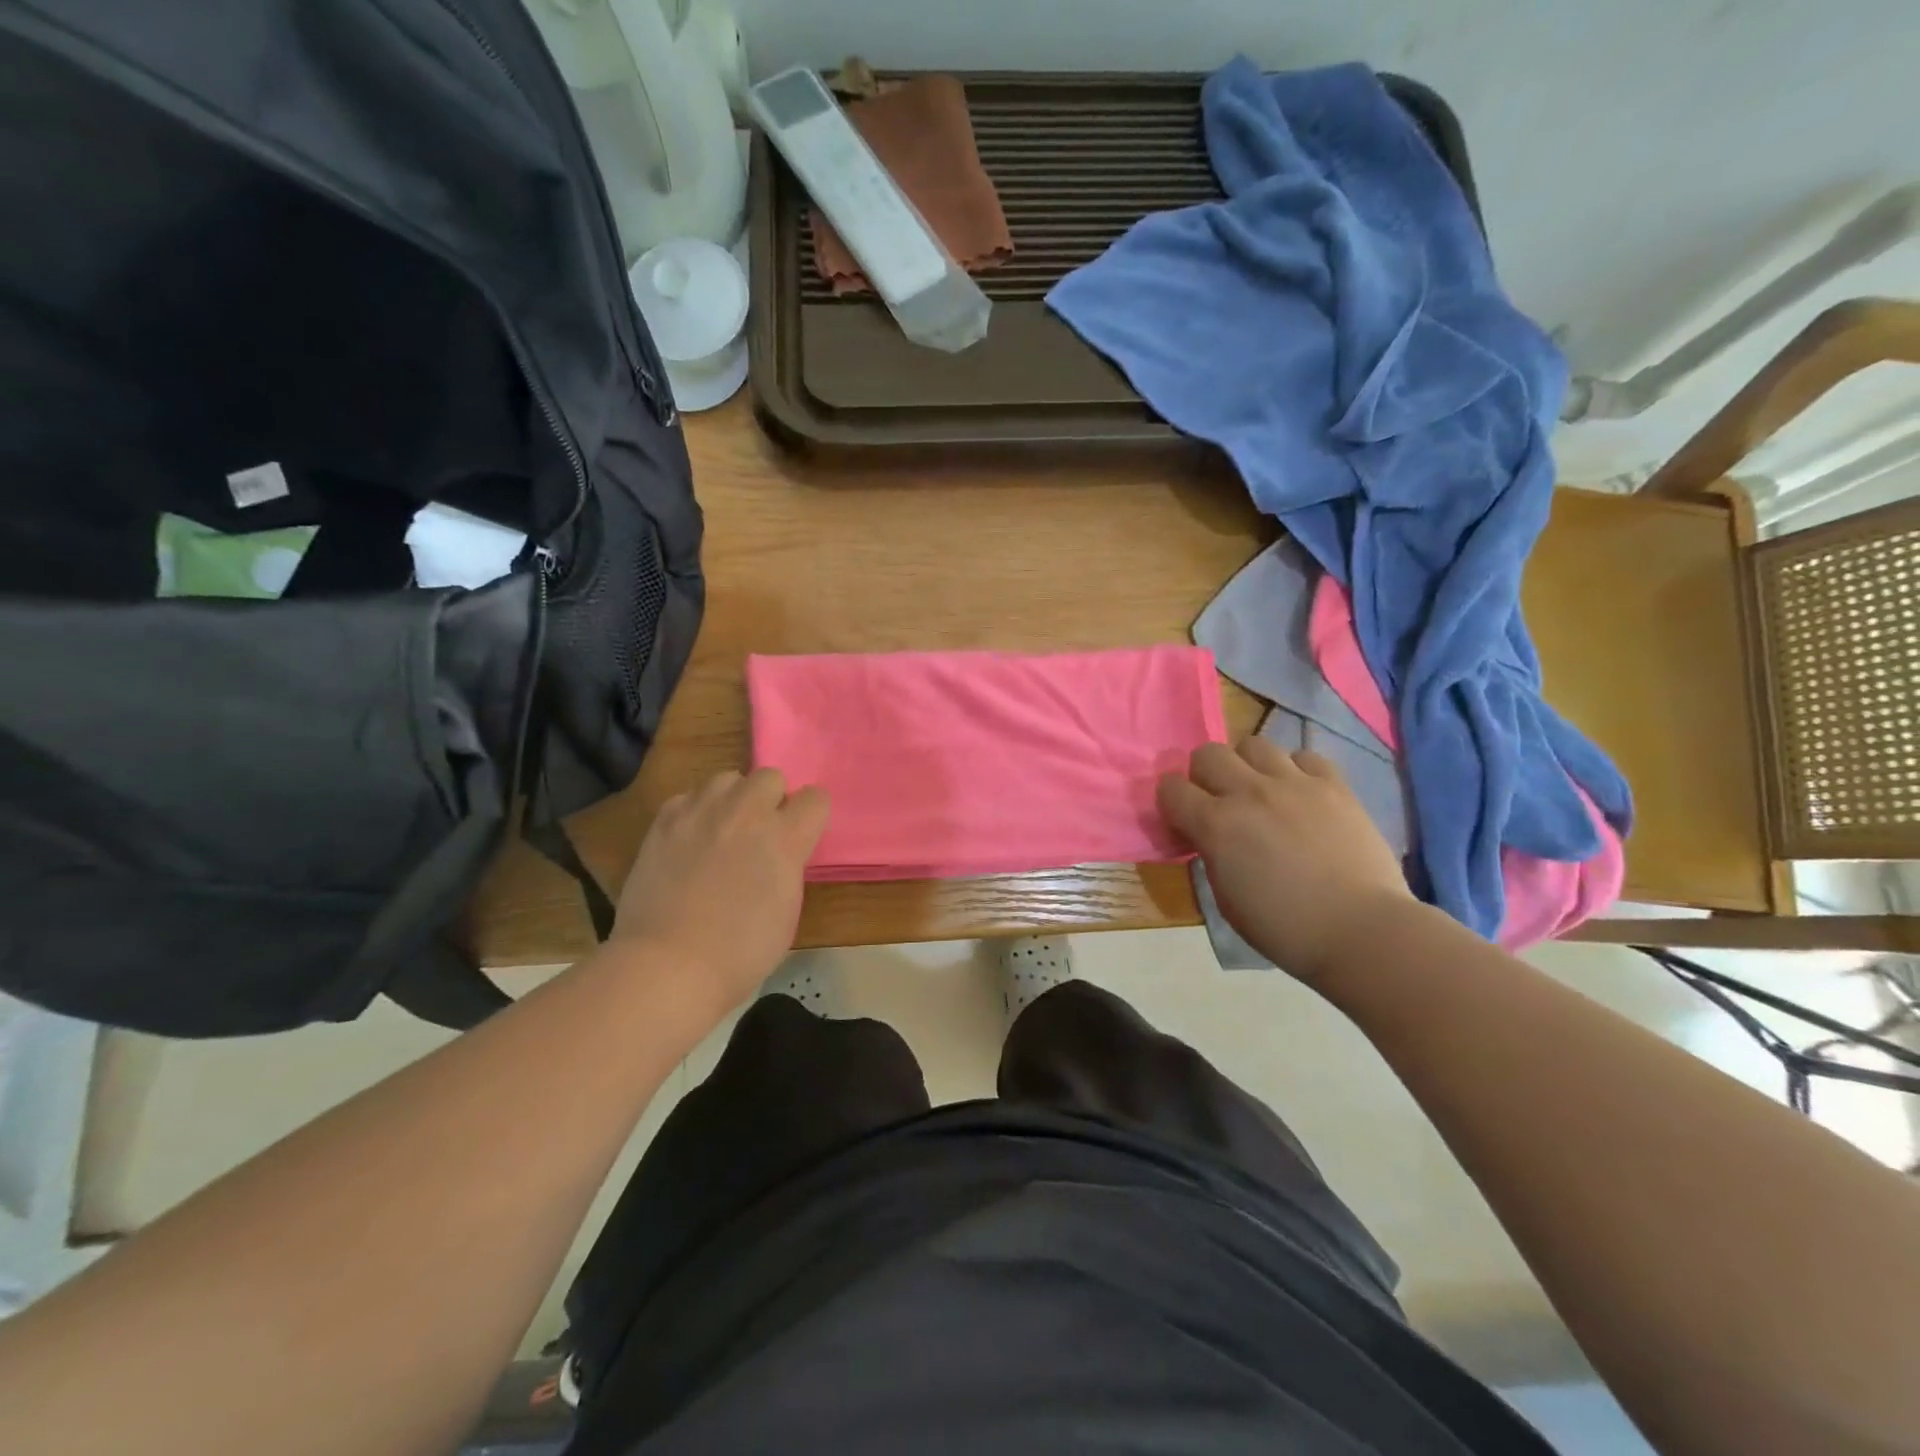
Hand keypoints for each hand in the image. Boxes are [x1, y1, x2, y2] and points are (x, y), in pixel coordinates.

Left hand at [612, 768, 828, 1011]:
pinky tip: (689, 841)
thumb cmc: (740, 953)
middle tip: (760, 834)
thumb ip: (788, 866)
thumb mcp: (787, 910)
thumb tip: (780, 853)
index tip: (801, 837)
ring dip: (732, 800)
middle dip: (771, 800)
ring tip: (723, 831)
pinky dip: (694, 813)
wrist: (668, 965)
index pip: (815, 797)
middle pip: (770, 776)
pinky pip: (688, 797)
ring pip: (727, 778)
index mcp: (784, 838)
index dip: (810, 817)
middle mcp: (746, 813)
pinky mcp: (665, 821)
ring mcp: (701, 812)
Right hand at [1158, 738, 1418, 984]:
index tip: (1183, 822)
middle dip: (1204, 775)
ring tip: (1262, 792)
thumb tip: (1211, 837)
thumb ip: (1212, 855)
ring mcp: (1294, 784)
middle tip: (1219, 802)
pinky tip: (1301, 796)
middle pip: (1208, 753)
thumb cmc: (1285, 929)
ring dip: (1248, 766)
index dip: (1171, 803)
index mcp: (1216, 825)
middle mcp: (1249, 792)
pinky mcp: (1334, 785)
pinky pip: (1304, 756)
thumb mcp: (1226, 899)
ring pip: (1254, 744)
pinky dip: (1295, 771)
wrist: (1362, 931)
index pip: (1171, 788)